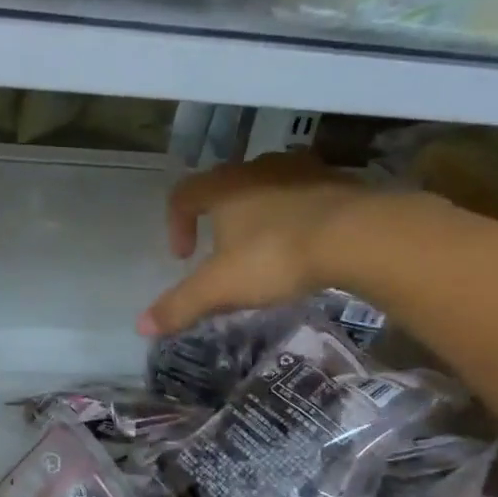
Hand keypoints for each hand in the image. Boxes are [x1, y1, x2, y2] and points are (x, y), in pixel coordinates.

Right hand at [140, 152, 454, 335]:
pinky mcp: (338, 180)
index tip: (184, 256)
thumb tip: (140, 327)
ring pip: (269, 185)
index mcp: (223, 187)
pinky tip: (307, 243)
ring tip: (266, 245)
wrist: (357, 236)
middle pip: (226, 185)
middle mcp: (257, 169)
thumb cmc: (276, 256)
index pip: (184, 194)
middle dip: (219, 216)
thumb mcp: (220, 288)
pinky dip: (298, 213)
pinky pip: (306, 193)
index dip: (176, 223)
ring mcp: (301, 170)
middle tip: (225, 251)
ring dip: (260, 211)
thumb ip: (180, 305)